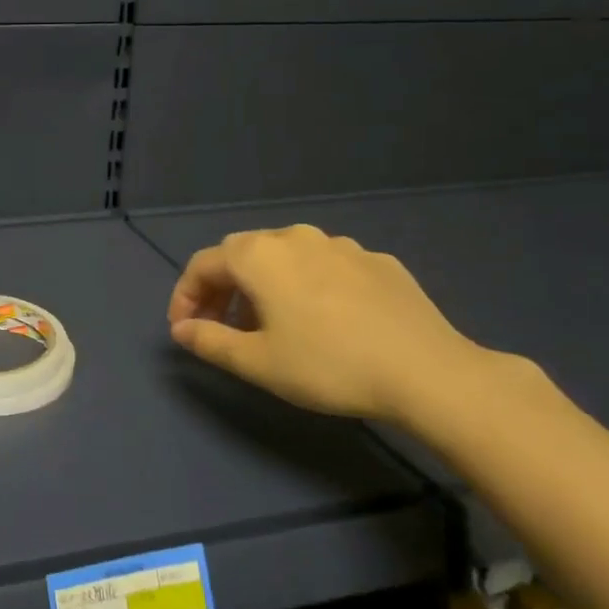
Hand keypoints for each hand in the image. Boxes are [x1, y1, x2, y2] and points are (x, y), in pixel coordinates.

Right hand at [166, 224, 496, 424]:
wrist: (427, 371)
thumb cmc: (327, 365)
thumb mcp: (257, 362)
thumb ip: (209, 341)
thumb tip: (181, 329)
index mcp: (259, 256)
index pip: (203, 265)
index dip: (185, 296)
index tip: (185, 330)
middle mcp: (296, 237)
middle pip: (242, 255)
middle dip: (222, 289)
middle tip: (221, 327)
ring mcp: (341, 245)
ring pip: (285, 257)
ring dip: (264, 286)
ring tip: (270, 326)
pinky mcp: (377, 261)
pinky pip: (325, 266)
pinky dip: (306, 286)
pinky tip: (323, 320)